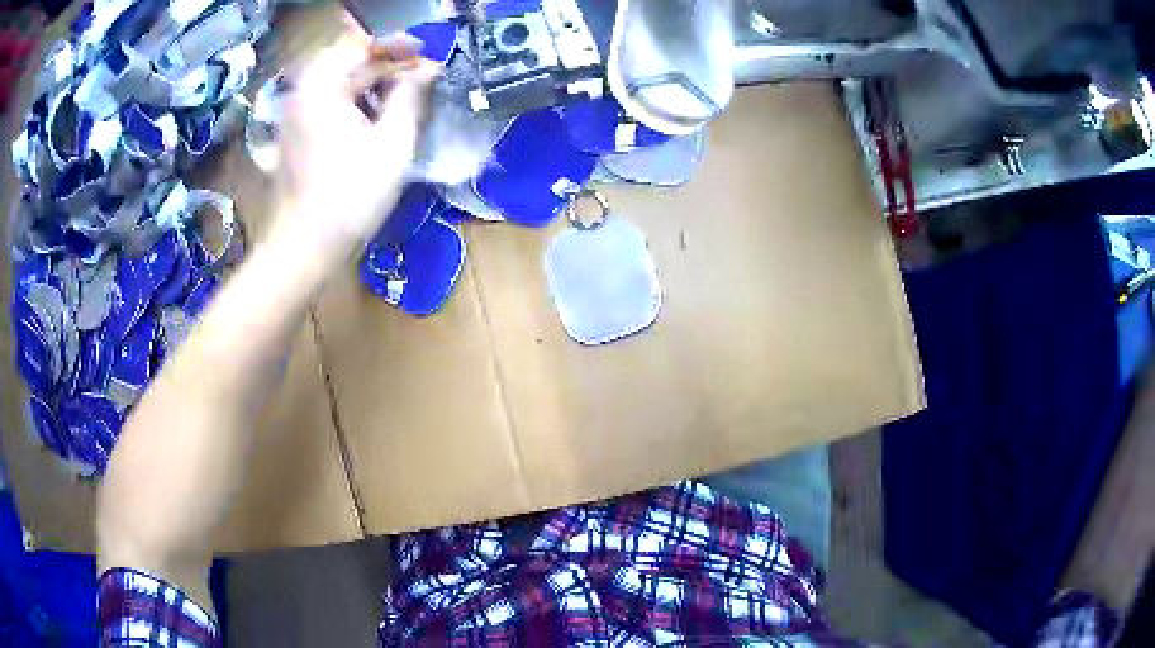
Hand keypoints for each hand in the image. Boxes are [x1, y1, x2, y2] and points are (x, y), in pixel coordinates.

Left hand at [275, 27, 439, 254]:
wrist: (304, 247)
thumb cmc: (351, 196)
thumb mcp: (393, 142)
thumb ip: (410, 96)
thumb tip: (426, 70)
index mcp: (322, 86)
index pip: (361, 46)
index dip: (397, 46)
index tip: (426, 54)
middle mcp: (302, 93)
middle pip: (347, 62)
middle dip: (386, 64)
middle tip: (420, 74)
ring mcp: (295, 115)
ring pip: (338, 83)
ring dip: (372, 82)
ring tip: (405, 93)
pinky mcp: (295, 135)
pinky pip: (328, 103)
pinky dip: (355, 101)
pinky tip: (378, 115)